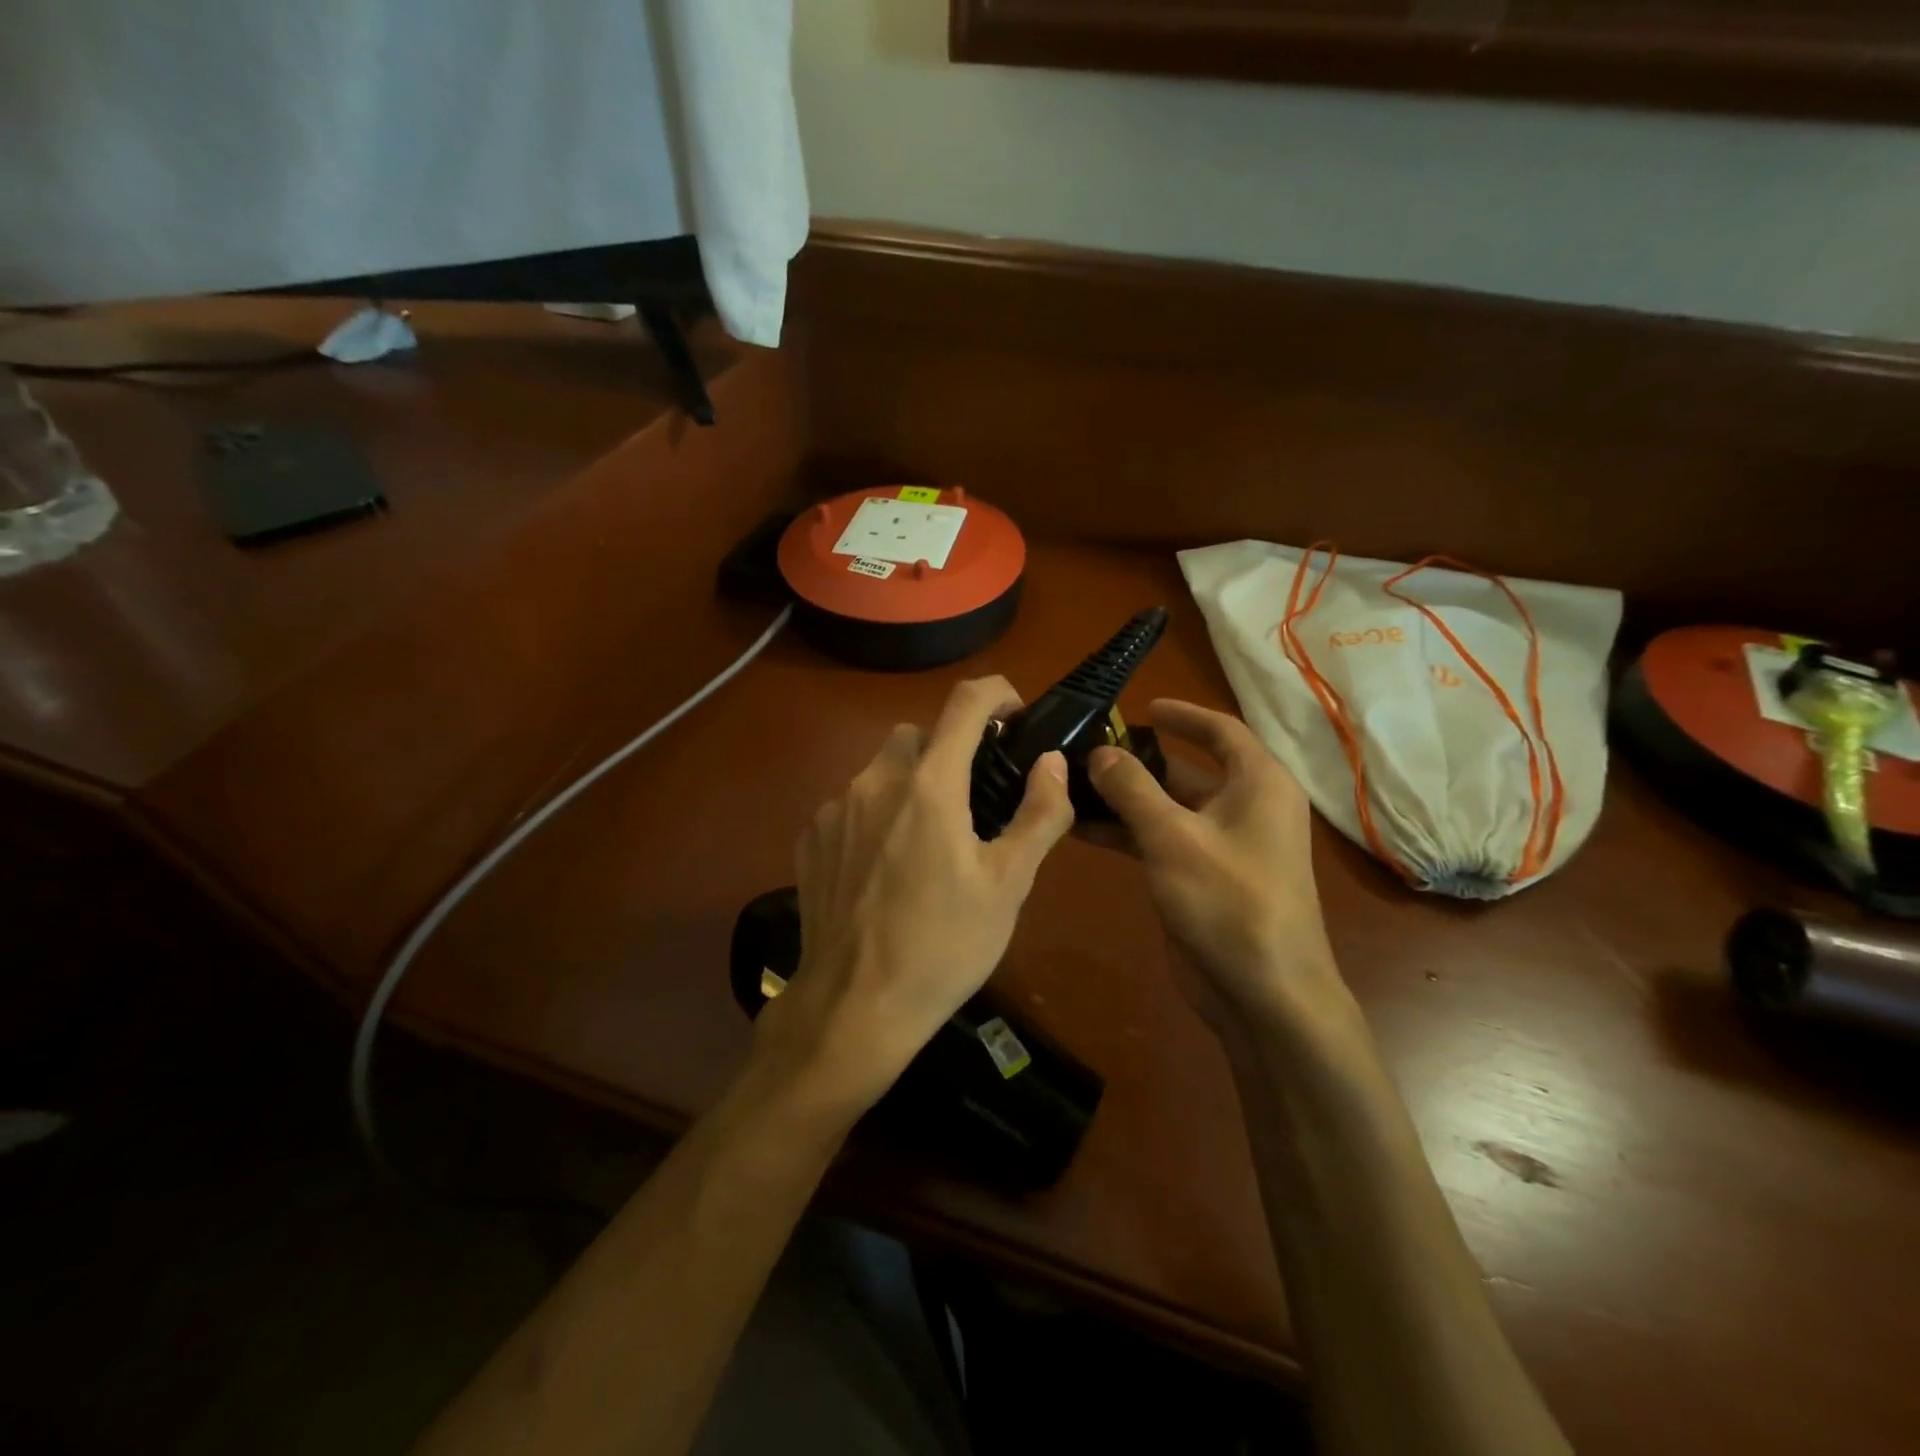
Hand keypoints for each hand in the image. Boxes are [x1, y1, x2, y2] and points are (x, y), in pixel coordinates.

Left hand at [750, 677, 1075, 1118]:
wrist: (854, 1008)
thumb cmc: (943, 946)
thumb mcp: (1008, 885)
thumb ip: (1039, 813)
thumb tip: (1052, 761)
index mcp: (929, 785)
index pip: (965, 703)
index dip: (997, 694)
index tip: (1015, 716)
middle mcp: (875, 782)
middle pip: (918, 735)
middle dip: (949, 751)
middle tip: (972, 801)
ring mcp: (834, 809)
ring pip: (880, 769)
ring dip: (909, 784)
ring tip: (927, 842)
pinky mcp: (810, 839)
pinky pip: (850, 804)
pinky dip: (875, 815)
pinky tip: (884, 868)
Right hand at [1087, 700, 1344, 1030]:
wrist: (1265, 995)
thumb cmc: (1229, 902)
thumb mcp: (1173, 838)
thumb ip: (1133, 789)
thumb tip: (1099, 752)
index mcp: (1257, 784)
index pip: (1220, 731)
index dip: (1181, 715)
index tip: (1140, 706)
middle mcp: (1245, 807)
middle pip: (1187, 769)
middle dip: (1138, 760)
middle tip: (1085, 749)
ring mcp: (1223, 845)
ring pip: (1168, 807)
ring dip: (1125, 799)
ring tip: (1071, 787)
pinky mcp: (1201, 877)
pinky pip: (1161, 840)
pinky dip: (1127, 832)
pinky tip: (1082, 829)